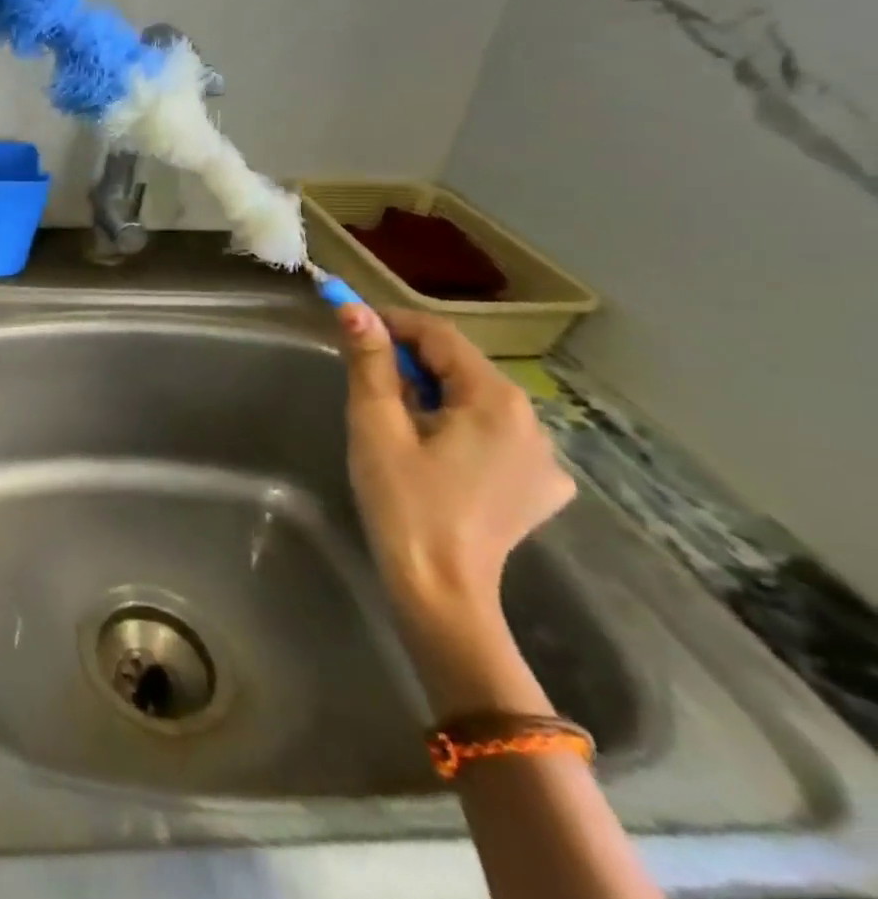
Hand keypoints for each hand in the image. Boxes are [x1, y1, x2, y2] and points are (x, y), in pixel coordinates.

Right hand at [338, 306, 575, 633]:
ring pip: (478, 401)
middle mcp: (533, 421)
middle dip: (412, 363)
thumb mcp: (375, 425)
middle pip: (462, 367)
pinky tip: (438, 456)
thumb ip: (369, 362)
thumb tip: (353, 309)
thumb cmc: (402, 501)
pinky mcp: (540, 487)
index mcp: (495, 400)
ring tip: (397, 423)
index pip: (440, 335)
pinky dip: (462, 430)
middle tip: (366, 380)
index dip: (393, 323)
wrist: (440, 590)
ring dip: (435, 396)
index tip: (352, 328)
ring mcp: (545, 458)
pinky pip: (496, 436)